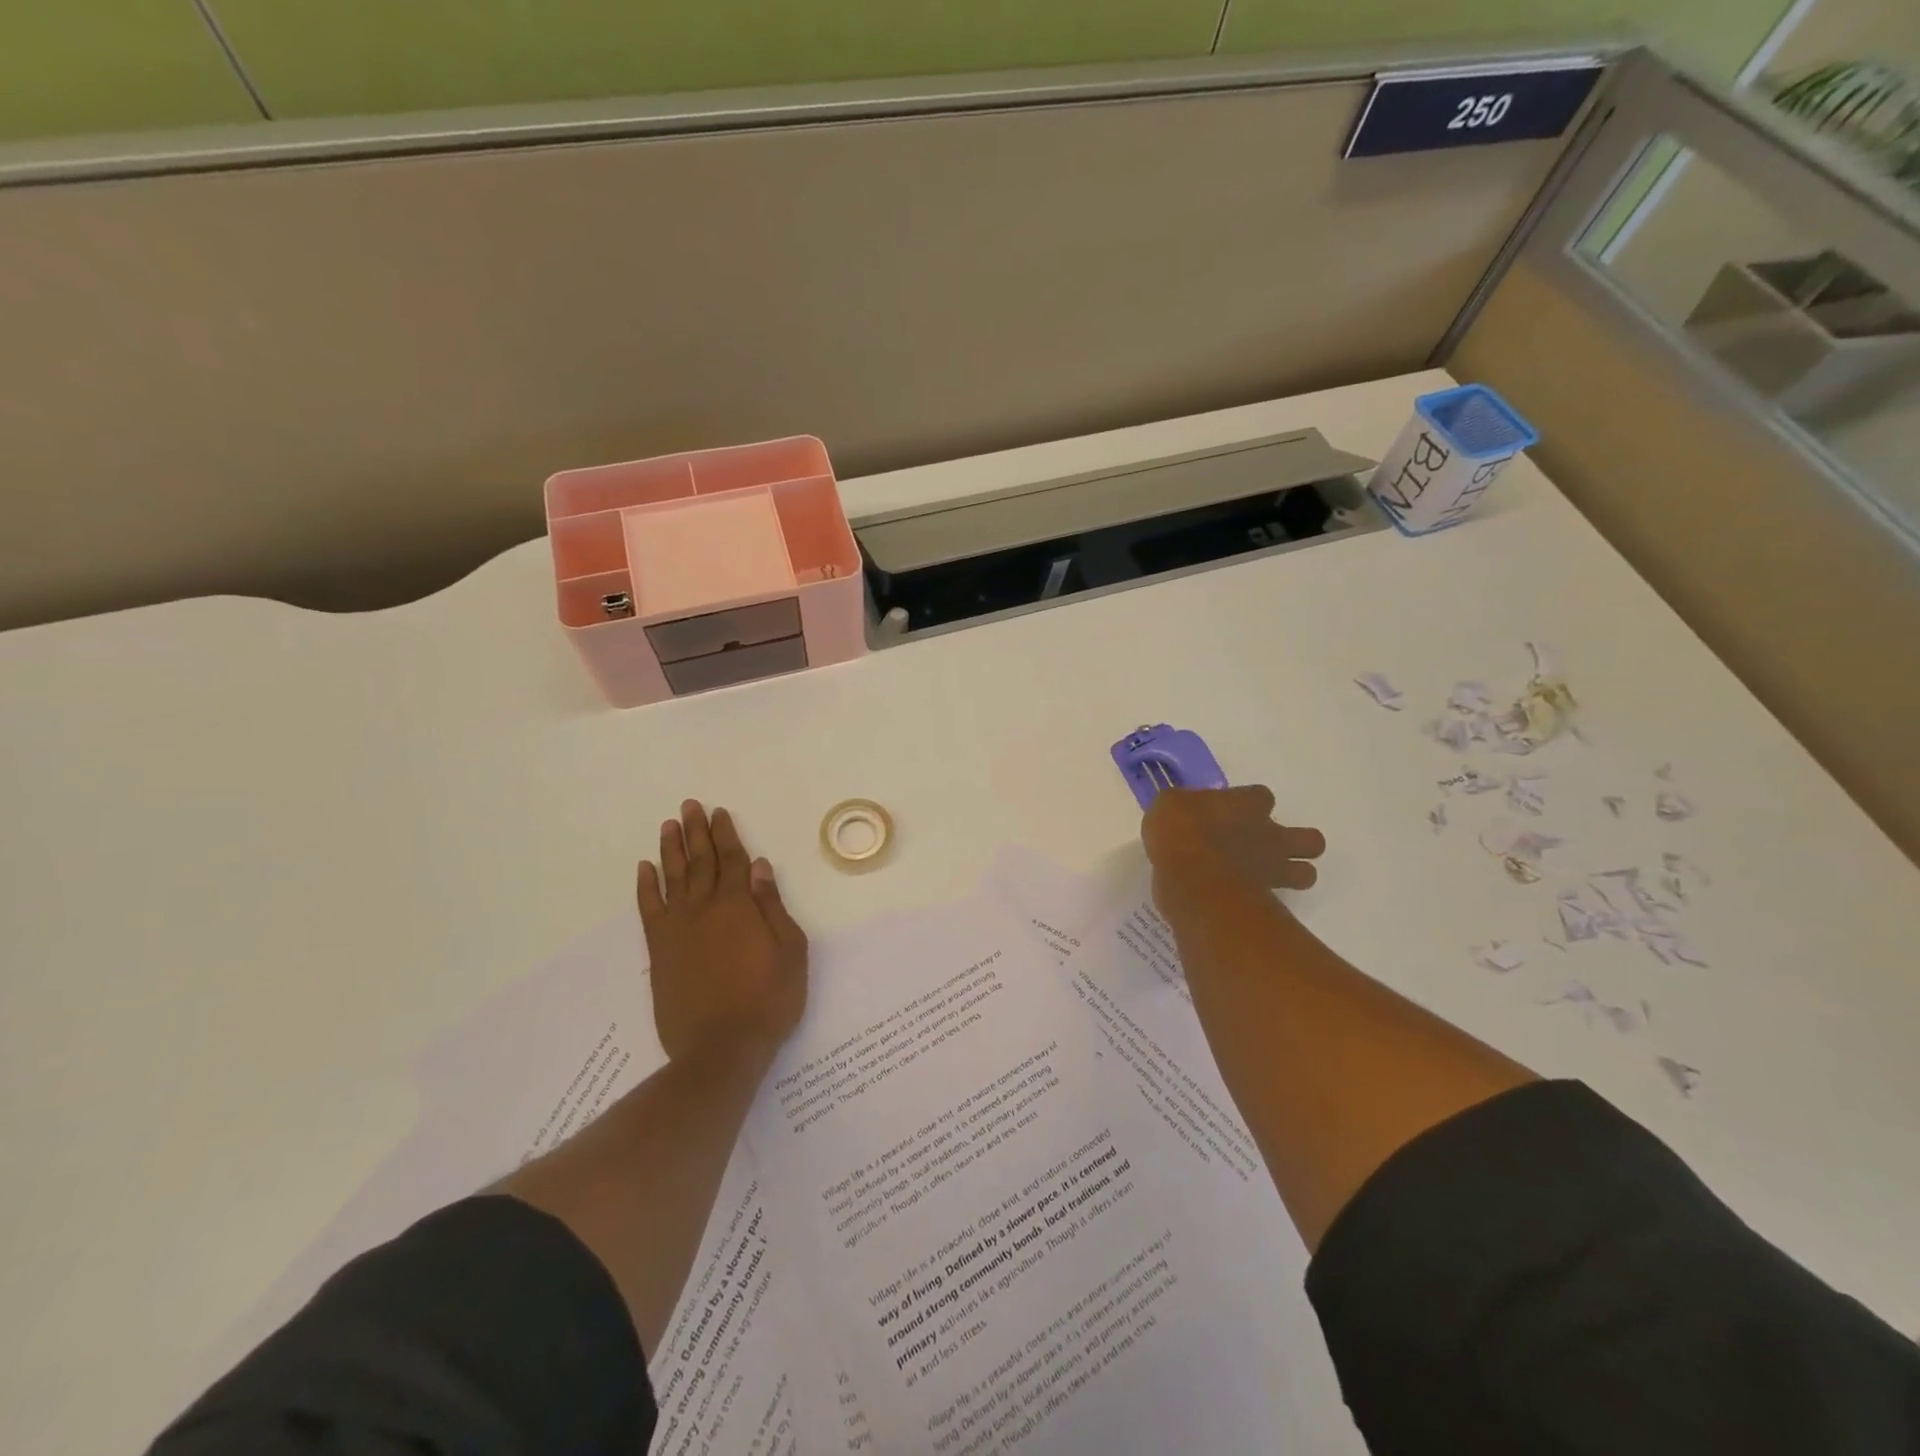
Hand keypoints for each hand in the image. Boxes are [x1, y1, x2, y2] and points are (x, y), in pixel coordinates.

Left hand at [638, 801, 807, 1064]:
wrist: (721, 1049)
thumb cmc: (768, 1000)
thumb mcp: (790, 951)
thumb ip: (772, 906)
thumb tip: (759, 867)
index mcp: (738, 906)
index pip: (731, 859)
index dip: (725, 834)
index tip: (718, 812)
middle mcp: (704, 909)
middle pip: (700, 861)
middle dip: (696, 831)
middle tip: (689, 806)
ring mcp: (678, 929)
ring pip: (673, 878)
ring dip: (671, 850)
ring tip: (668, 826)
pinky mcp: (660, 951)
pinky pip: (649, 910)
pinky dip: (646, 887)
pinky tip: (645, 869)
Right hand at [1141, 786, 1325, 909]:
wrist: (1192, 877)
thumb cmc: (1180, 831)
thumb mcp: (1168, 805)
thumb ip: (1183, 807)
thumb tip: (1181, 811)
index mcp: (1246, 805)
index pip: (1261, 796)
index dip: (1250, 803)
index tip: (1231, 812)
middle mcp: (1268, 834)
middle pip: (1309, 839)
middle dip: (1296, 843)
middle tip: (1264, 847)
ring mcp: (1272, 868)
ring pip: (1306, 874)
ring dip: (1293, 874)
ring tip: (1266, 878)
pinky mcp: (1265, 899)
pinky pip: (1278, 902)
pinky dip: (1267, 902)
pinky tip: (1243, 900)